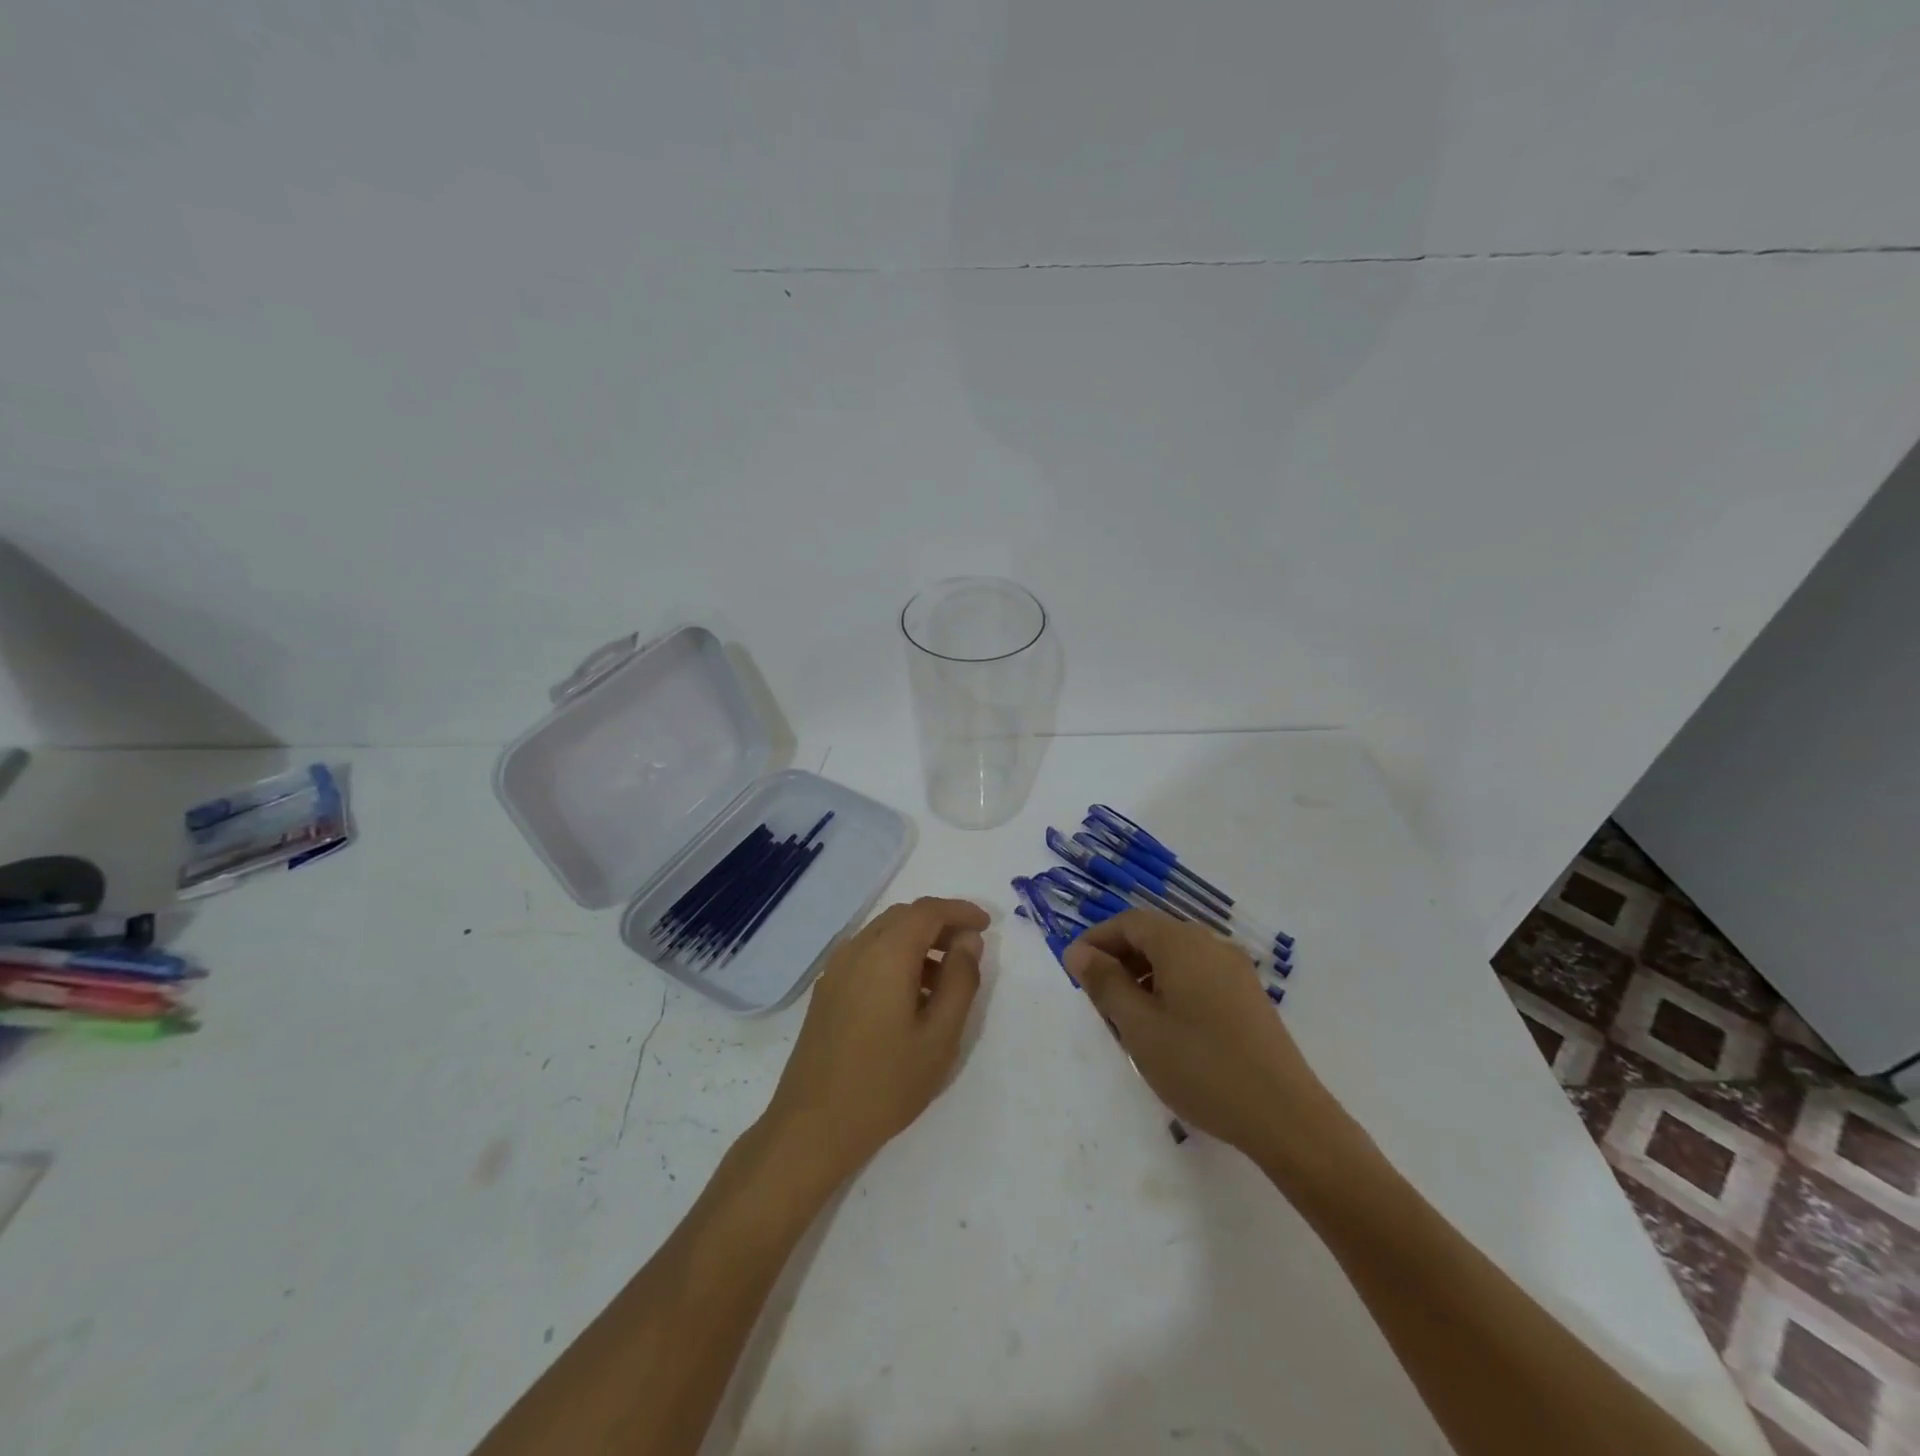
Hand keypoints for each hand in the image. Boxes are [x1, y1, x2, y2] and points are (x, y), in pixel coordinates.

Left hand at [762, 897, 988, 1182]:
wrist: (812, 1126)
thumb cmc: (886, 1083)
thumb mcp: (940, 1037)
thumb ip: (960, 981)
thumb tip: (967, 941)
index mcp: (886, 954)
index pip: (928, 911)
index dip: (960, 911)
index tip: (986, 925)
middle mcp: (857, 949)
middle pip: (904, 916)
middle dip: (940, 923)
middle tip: (969, 949)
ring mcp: (836, 969)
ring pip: (884, 934)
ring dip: (917, 941)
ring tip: (945, 980)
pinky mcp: (826, 990)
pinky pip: (867, 954)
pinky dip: (895, 957)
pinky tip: (910, 997)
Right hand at [1063, 909, 1334, 1162]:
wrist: (1286, 1116)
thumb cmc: (1201, 1066)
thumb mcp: (1139, 1026)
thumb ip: (1104, 983)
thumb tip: (1078, 951)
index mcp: (1181, 943)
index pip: (1128, 921)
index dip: (1096, 939)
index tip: (1073, 970)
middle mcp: (1210, 944)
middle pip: (1153, 936)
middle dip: (1119, 960)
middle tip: (1097, 1001)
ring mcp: (1234, 970)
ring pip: (1175, 958)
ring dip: (1144, 976)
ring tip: (1128, 1021)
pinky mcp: (1248, 996)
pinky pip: (1198, 976)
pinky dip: (1171, 989)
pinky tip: (1167, 1030)